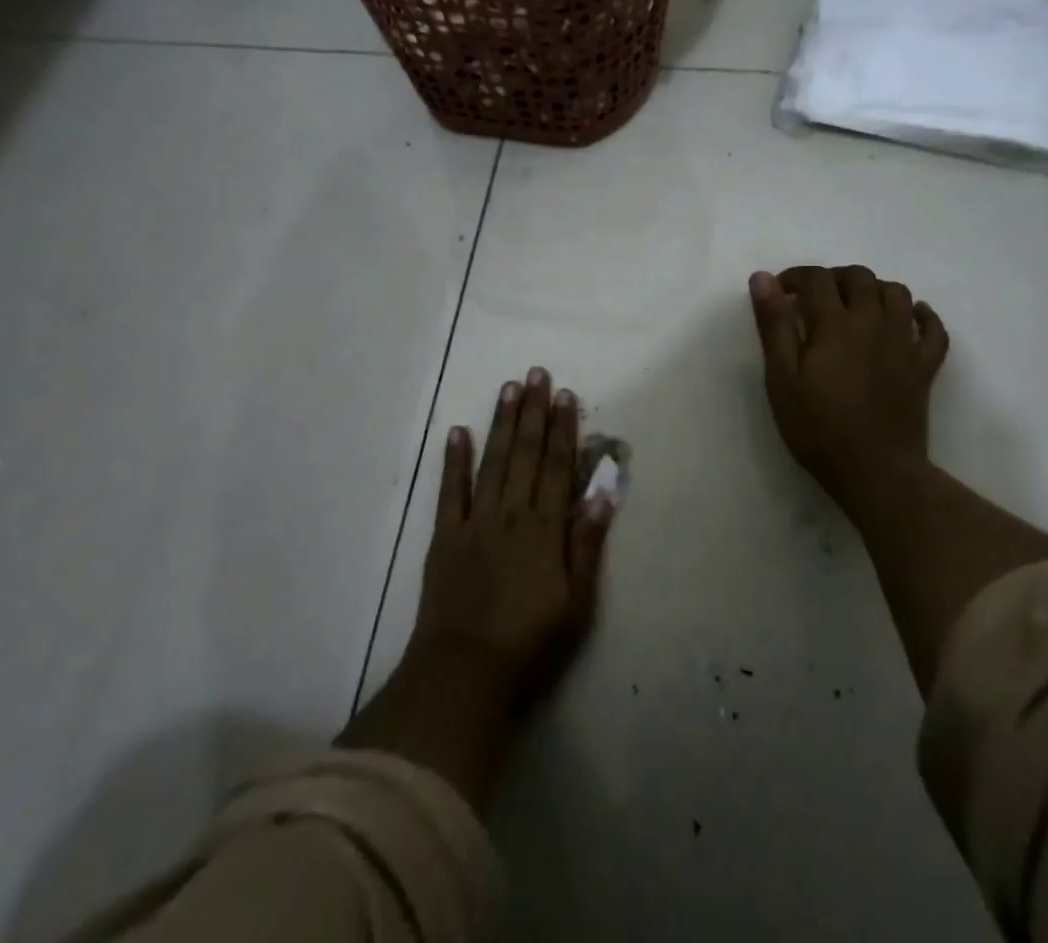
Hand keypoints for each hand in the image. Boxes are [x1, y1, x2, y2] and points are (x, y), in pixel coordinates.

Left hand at [407, 367, 612, 712]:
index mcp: (545, 528)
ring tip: (507, 388)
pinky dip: (454, 460)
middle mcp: (511, 513)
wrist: (464, 674)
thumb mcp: (577, 603)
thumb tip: (602, 493)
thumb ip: (587, 545)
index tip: (564, 395)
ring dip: (501, 423)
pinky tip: (458, 431)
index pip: (558, 466)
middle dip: (533, 411)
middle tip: (535, 373)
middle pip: (526, 453)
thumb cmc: (530, 644)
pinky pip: (450, 491)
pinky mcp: (445, 536)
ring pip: (492, 461)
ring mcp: (475, 521)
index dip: (563, 428)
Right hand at [748, 266, 949, 508]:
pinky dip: (921, 315)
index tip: (780, 292)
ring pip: (897, 293)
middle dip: (833, 278)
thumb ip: (774, 325)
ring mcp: (904, 343)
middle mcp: (873, 322)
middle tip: (813, 299)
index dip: (795, 277)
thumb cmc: (818, 428)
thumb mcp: (782, 378)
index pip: (817, 279)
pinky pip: (933, 328)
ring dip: (873, 289)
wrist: (875, 472)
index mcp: (835, 324)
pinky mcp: (925, 366)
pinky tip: (908, 318)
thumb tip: (763, 278)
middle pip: (859, 277)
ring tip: (854, 306)